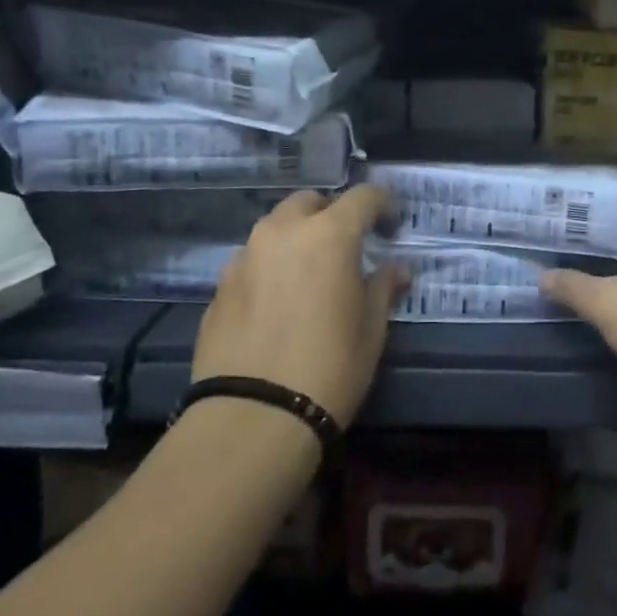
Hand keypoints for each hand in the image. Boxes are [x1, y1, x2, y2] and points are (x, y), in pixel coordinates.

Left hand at [191, 186, 402, 426]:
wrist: (252, 419)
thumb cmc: (328, 369)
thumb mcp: (371, 330)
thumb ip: (383, 288)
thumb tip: (396, 269)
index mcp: (329, 235)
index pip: (363, 196)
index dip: (383, 205)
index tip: (391, 228)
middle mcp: (283, 232)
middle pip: (310, 202)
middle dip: (331, 214)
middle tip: (346, 247)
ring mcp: (245, 256)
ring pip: (276, 228)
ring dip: (297, 238)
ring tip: (309, 275)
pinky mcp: (220, 286)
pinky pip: (253, 260)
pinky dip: (270, 267)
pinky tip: (277, 303)